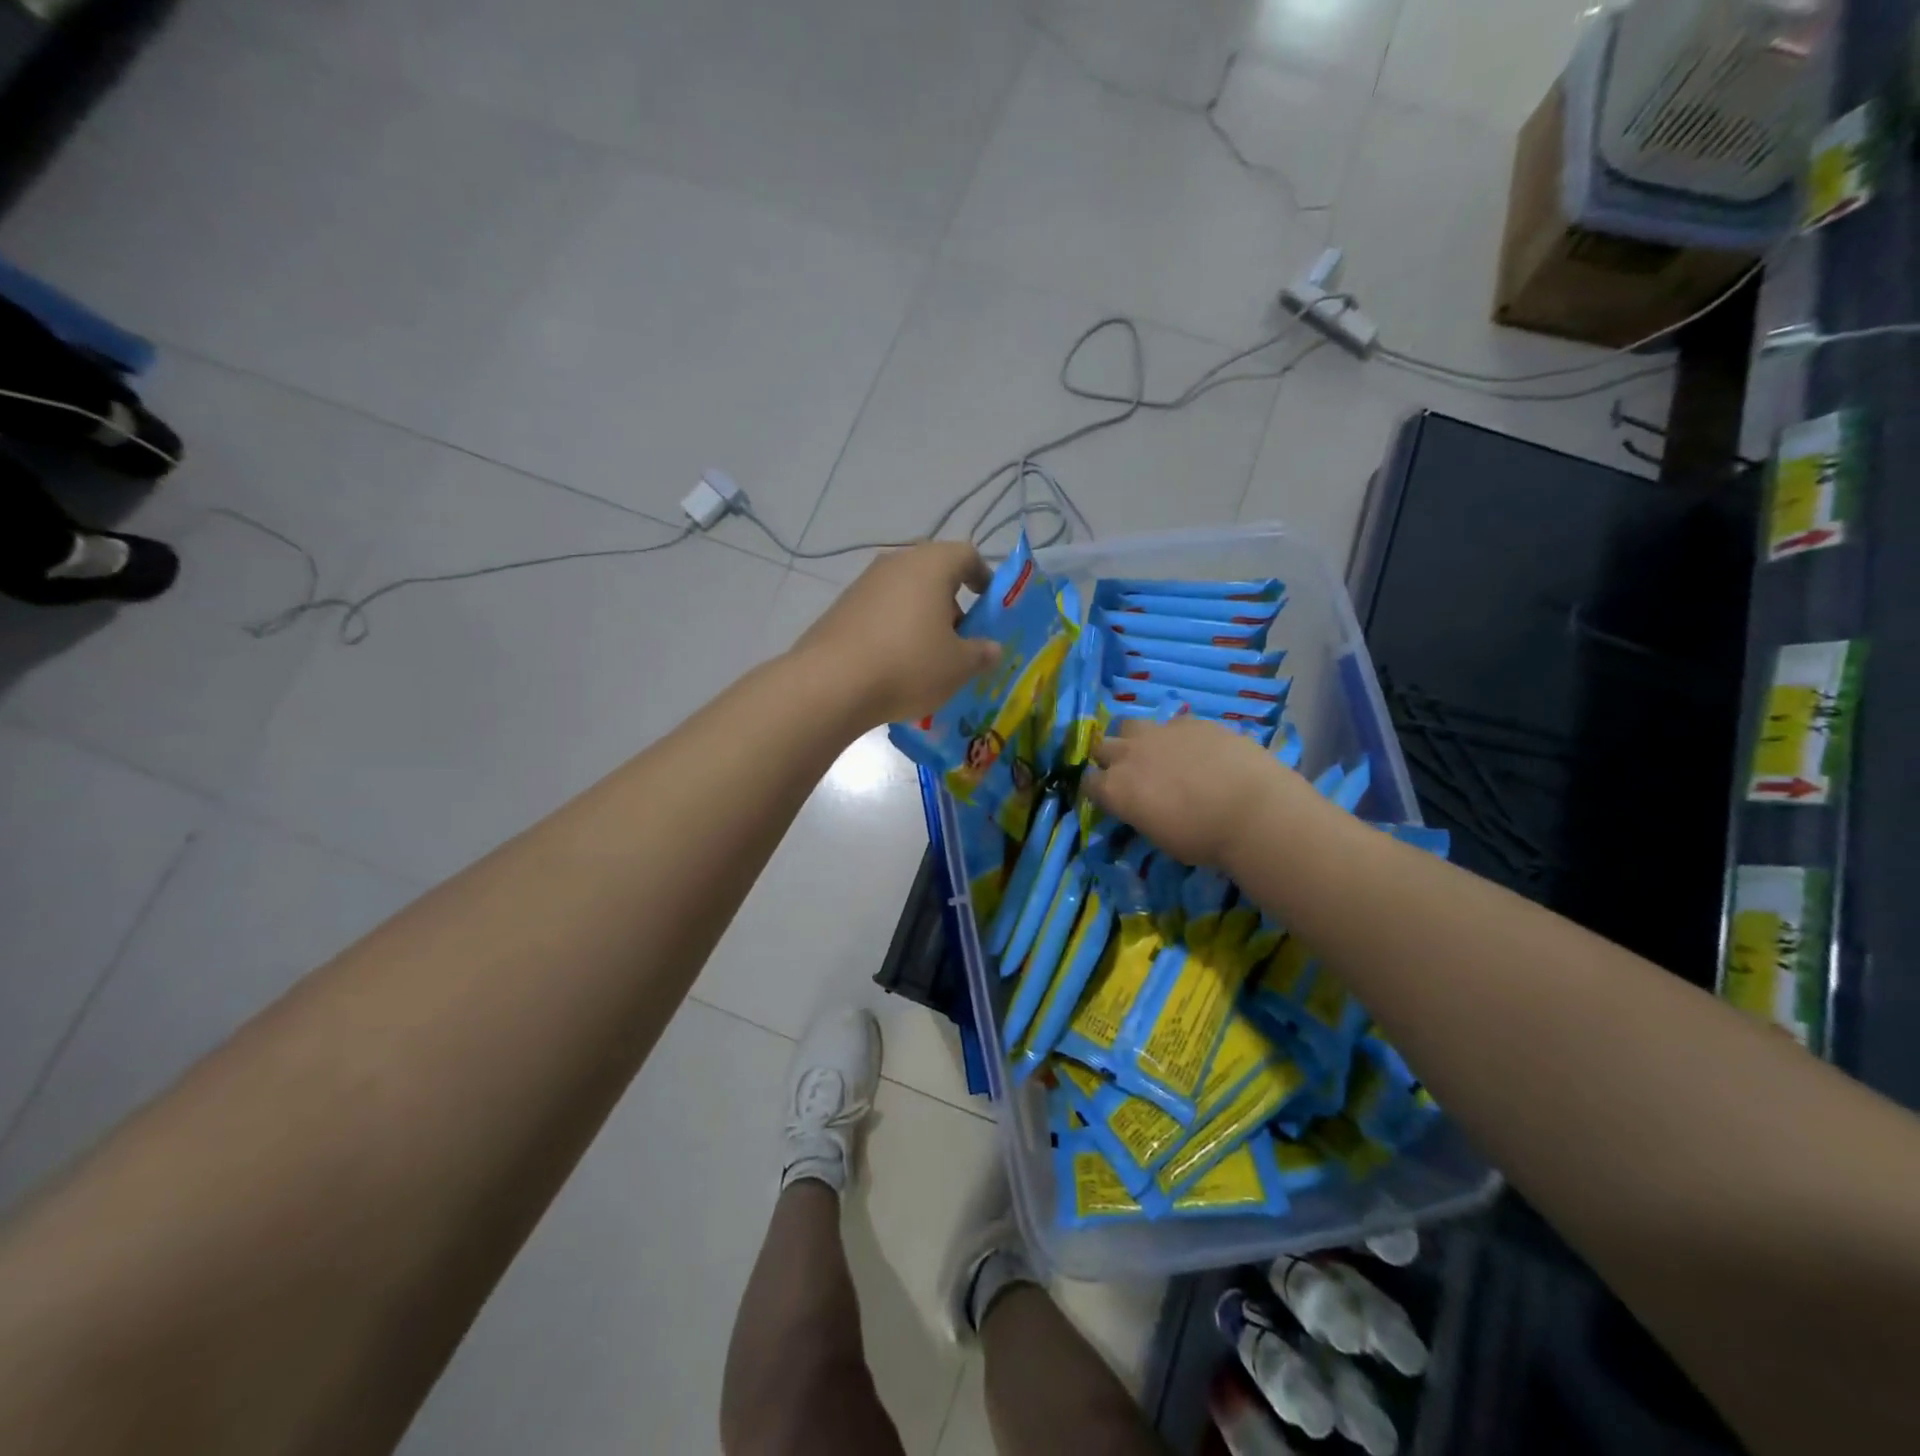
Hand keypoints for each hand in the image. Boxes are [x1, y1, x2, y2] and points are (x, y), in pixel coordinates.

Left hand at [792, 541, 1001, 727]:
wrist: (831, 684)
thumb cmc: (908, 665)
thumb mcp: (958, 666)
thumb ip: (982, 654)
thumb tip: (992, 649)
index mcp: (931, 565)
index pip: (966, 554)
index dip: (983, 577)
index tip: (989, 604)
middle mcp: (895, 563)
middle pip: (933, 572)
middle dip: (950, 601)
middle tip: (961, 636)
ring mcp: (863, 584)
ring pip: (904, 593)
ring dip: (921, 617)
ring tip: (928, 656)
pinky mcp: (840, 608)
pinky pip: (879, 612)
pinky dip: (894, 629)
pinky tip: (895, 664)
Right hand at [1084, 716, 1314, 868]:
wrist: (1252, 810)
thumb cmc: (1203, 839)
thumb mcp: (1159, 837)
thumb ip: (1141, 814)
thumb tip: (1142, 807)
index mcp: (1115, 789)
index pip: (1087, 782)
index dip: (1097, 790)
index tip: (1110, 798)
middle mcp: (1128, 755)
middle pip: (1102, 747)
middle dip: (1110, 758)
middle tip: (1130, 774)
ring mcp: (1159, 732)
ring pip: (1130, 725)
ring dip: (1135, 738)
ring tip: (1156, 752)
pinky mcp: (1190, 722)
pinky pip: (1172, 724)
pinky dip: (1175, 736)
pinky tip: (1196, 750)